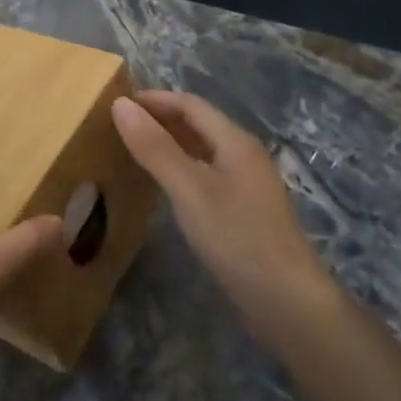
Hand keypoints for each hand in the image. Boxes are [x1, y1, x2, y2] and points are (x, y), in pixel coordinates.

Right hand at [112, 91, 341, 353]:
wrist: (286, 301)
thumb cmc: (237, 237)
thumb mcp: (189, 189)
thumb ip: (155, 148)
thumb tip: (120, 105)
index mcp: (235, 142)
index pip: (190, 104)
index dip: (153, 99)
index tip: (115, 103)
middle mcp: (243, 156)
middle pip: (198, 124)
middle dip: (159, 118)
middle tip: (116, 126)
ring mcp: (245, 185)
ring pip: (201, 151)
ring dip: (168, 143)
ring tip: (131, 149)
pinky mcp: (242, 211)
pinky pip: (204, 175)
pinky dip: (178, 169)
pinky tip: (161, 186)